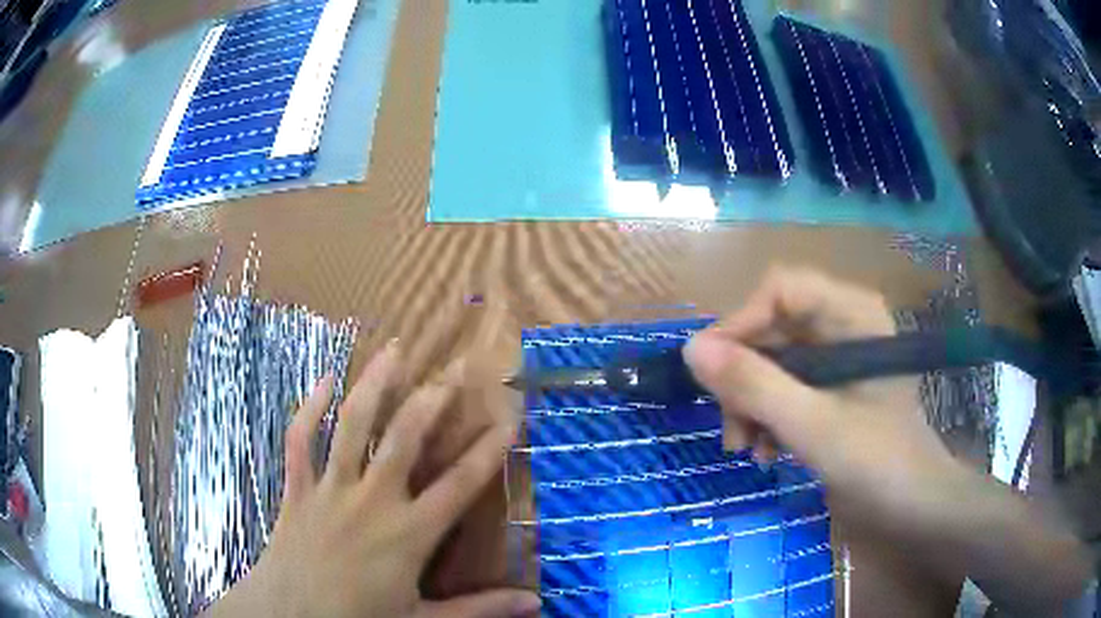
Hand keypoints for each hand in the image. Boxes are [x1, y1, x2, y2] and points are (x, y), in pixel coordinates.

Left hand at [209, 342, 541, 617]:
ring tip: (392, 351)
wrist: (290, 615)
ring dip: (372, 386)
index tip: (510, 418)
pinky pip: (300, 440)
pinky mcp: (297, 487)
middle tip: (453, 370)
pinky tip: (322, 380)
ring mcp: (330, 489)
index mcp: (408, 534)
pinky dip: (309, 408)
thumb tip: (535, 603)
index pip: (460, 485)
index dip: (488, 450)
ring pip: (351, 427)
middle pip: (404, 439)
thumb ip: (480, 608)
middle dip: (431, 400)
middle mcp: (371, 501)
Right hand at [683, 267, 1091, 614]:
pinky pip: (782, 389)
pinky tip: (764, 452)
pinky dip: (765, 418)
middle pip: (771, 328)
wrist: (914, 507)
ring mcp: (835, 361)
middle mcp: (842, 326)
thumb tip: (691, 350)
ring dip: (749, 404)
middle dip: (743, 377)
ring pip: (771, 362)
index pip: (781, 290)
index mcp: (852, 313)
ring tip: (743, 449)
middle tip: (728, 426)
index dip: (741, 324)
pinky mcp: (829, 392)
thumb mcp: (814, 426)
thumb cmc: (879, 462)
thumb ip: (755, 387)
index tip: (710, 373)